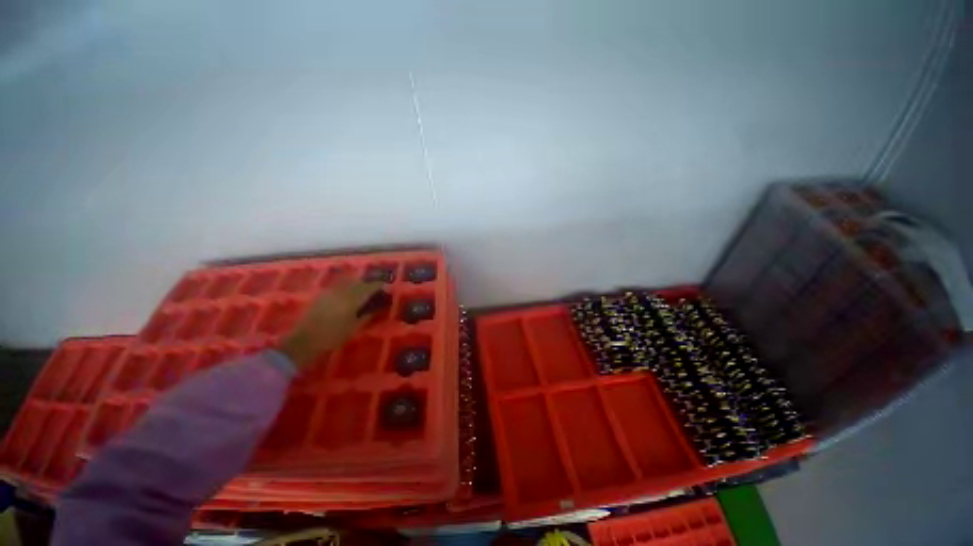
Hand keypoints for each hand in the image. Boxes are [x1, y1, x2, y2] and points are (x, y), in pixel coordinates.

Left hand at [279, 278, 383, 369]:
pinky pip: (339, 286)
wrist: (305, 341)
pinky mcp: (322, 295)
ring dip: (358, 284)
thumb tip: (380, 306)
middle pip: (359, 282)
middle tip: (377, 290)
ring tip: (364, 291)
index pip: (369, 287)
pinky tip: (349, 295)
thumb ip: (369, 314)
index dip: (379, 286)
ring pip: (348, 282)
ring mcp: (330, 292)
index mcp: (352, 299)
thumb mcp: (355, 327)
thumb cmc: (333, 336)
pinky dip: (348, 287)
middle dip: (369, 284)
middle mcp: (342, 291)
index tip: (387, 288)